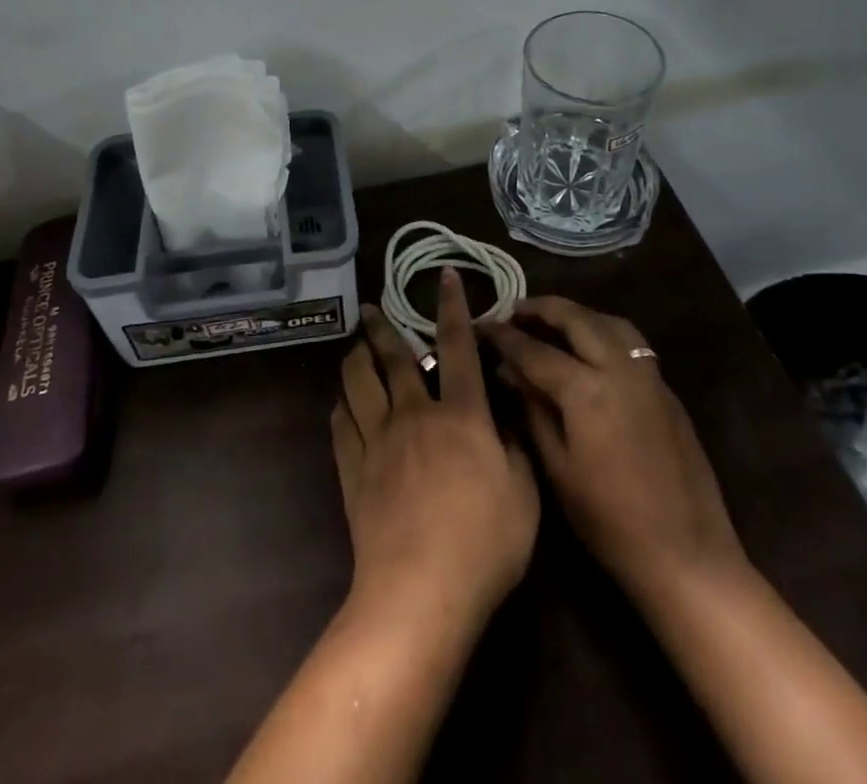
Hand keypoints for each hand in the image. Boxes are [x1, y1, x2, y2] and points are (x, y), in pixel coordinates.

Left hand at [331, 272, 539, 633]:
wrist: (421, 590)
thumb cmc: (484, 544)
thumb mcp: (525, 496)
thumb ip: (516, 448)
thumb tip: (506, 414)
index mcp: (460, 415)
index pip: (459, 347)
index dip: (454, 308)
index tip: (446, 276)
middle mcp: (414, 414)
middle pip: (394, 358)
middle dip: (382, 327)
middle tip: (369, 307)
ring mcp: (378, 440)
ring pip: (359, 383)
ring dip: (355, 359)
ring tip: (354, 346)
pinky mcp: (353, 469)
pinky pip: (341, 425)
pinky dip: (341, 406)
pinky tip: (341, 402)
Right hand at [486, 296, 745, 604]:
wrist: (687, 556)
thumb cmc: (610, 522)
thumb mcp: (557, 469)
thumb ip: (532, 410)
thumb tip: (508, 371)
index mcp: (587, 390)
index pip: (535, 350)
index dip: (505, 336)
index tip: (483, 325)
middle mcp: (620, 369)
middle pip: (576, 319)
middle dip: (542, 309)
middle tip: (515, 311)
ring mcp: (649, 377)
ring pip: (609, 322)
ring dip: (577, 315)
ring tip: (552, 322)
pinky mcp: (667, 391)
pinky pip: (630, 342)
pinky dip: (602, 332)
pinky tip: (589, 350)